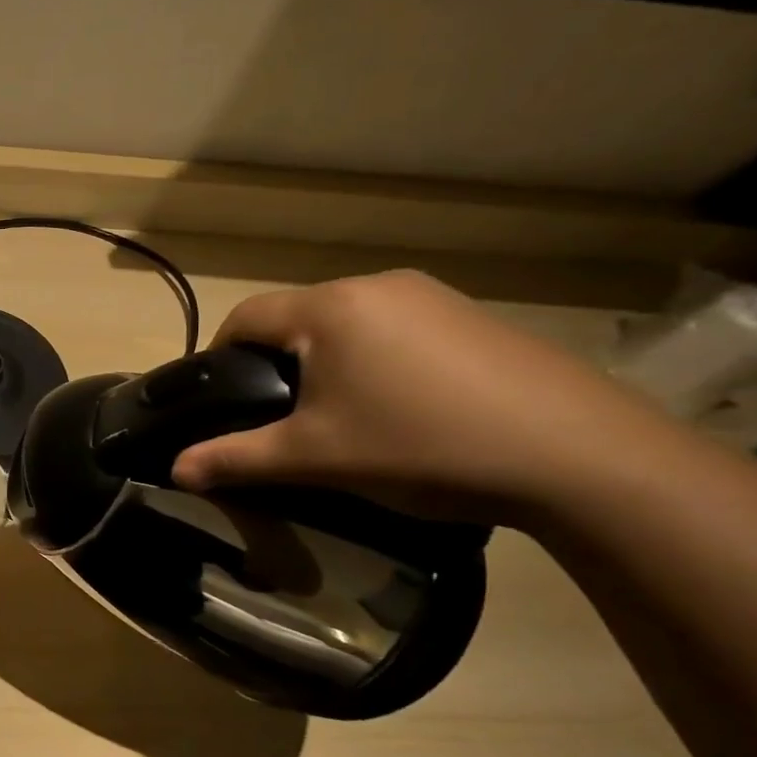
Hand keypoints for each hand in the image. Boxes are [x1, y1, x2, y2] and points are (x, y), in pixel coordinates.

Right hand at [170, 270, 671, 523]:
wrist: (581, 458)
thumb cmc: (420, 446)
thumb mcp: (314, 458)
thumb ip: (236, 458)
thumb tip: (175, 470)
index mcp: (330, 308)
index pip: (246, 317)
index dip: (220, 355)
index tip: (221, 400)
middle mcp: (377, 286)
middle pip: (296, 317)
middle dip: (275, 362)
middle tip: (279, 417)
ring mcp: (434, 297)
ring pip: (347, 323)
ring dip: (326, 361)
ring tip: (339, 415)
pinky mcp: (476, 319)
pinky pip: (396, 330)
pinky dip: (376, 361)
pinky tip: (401, 408)